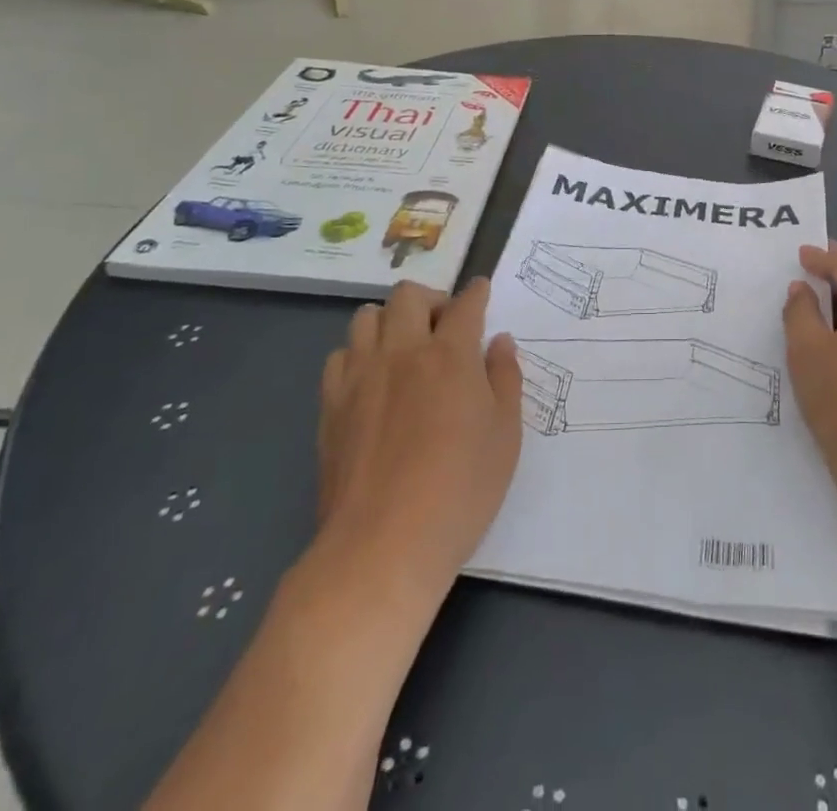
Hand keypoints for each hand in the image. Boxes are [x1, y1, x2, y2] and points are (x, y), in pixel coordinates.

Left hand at [316, 280, 521, 590]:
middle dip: (431, 299)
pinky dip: (359, 354)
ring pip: (367, 317)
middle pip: (408, 296)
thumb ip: (505, 379)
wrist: (383, 545)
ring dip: (391, 320)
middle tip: (445, 327)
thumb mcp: (505, 435)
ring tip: (406, 347)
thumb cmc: (460, 490)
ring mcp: (361, 377)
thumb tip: (499, 342)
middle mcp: (403, 353)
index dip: (476, 293)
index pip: (465, 305)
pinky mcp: (331, 406)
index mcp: (450, 355)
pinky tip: (373, 380)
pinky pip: (340, 356)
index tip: (481, 291)